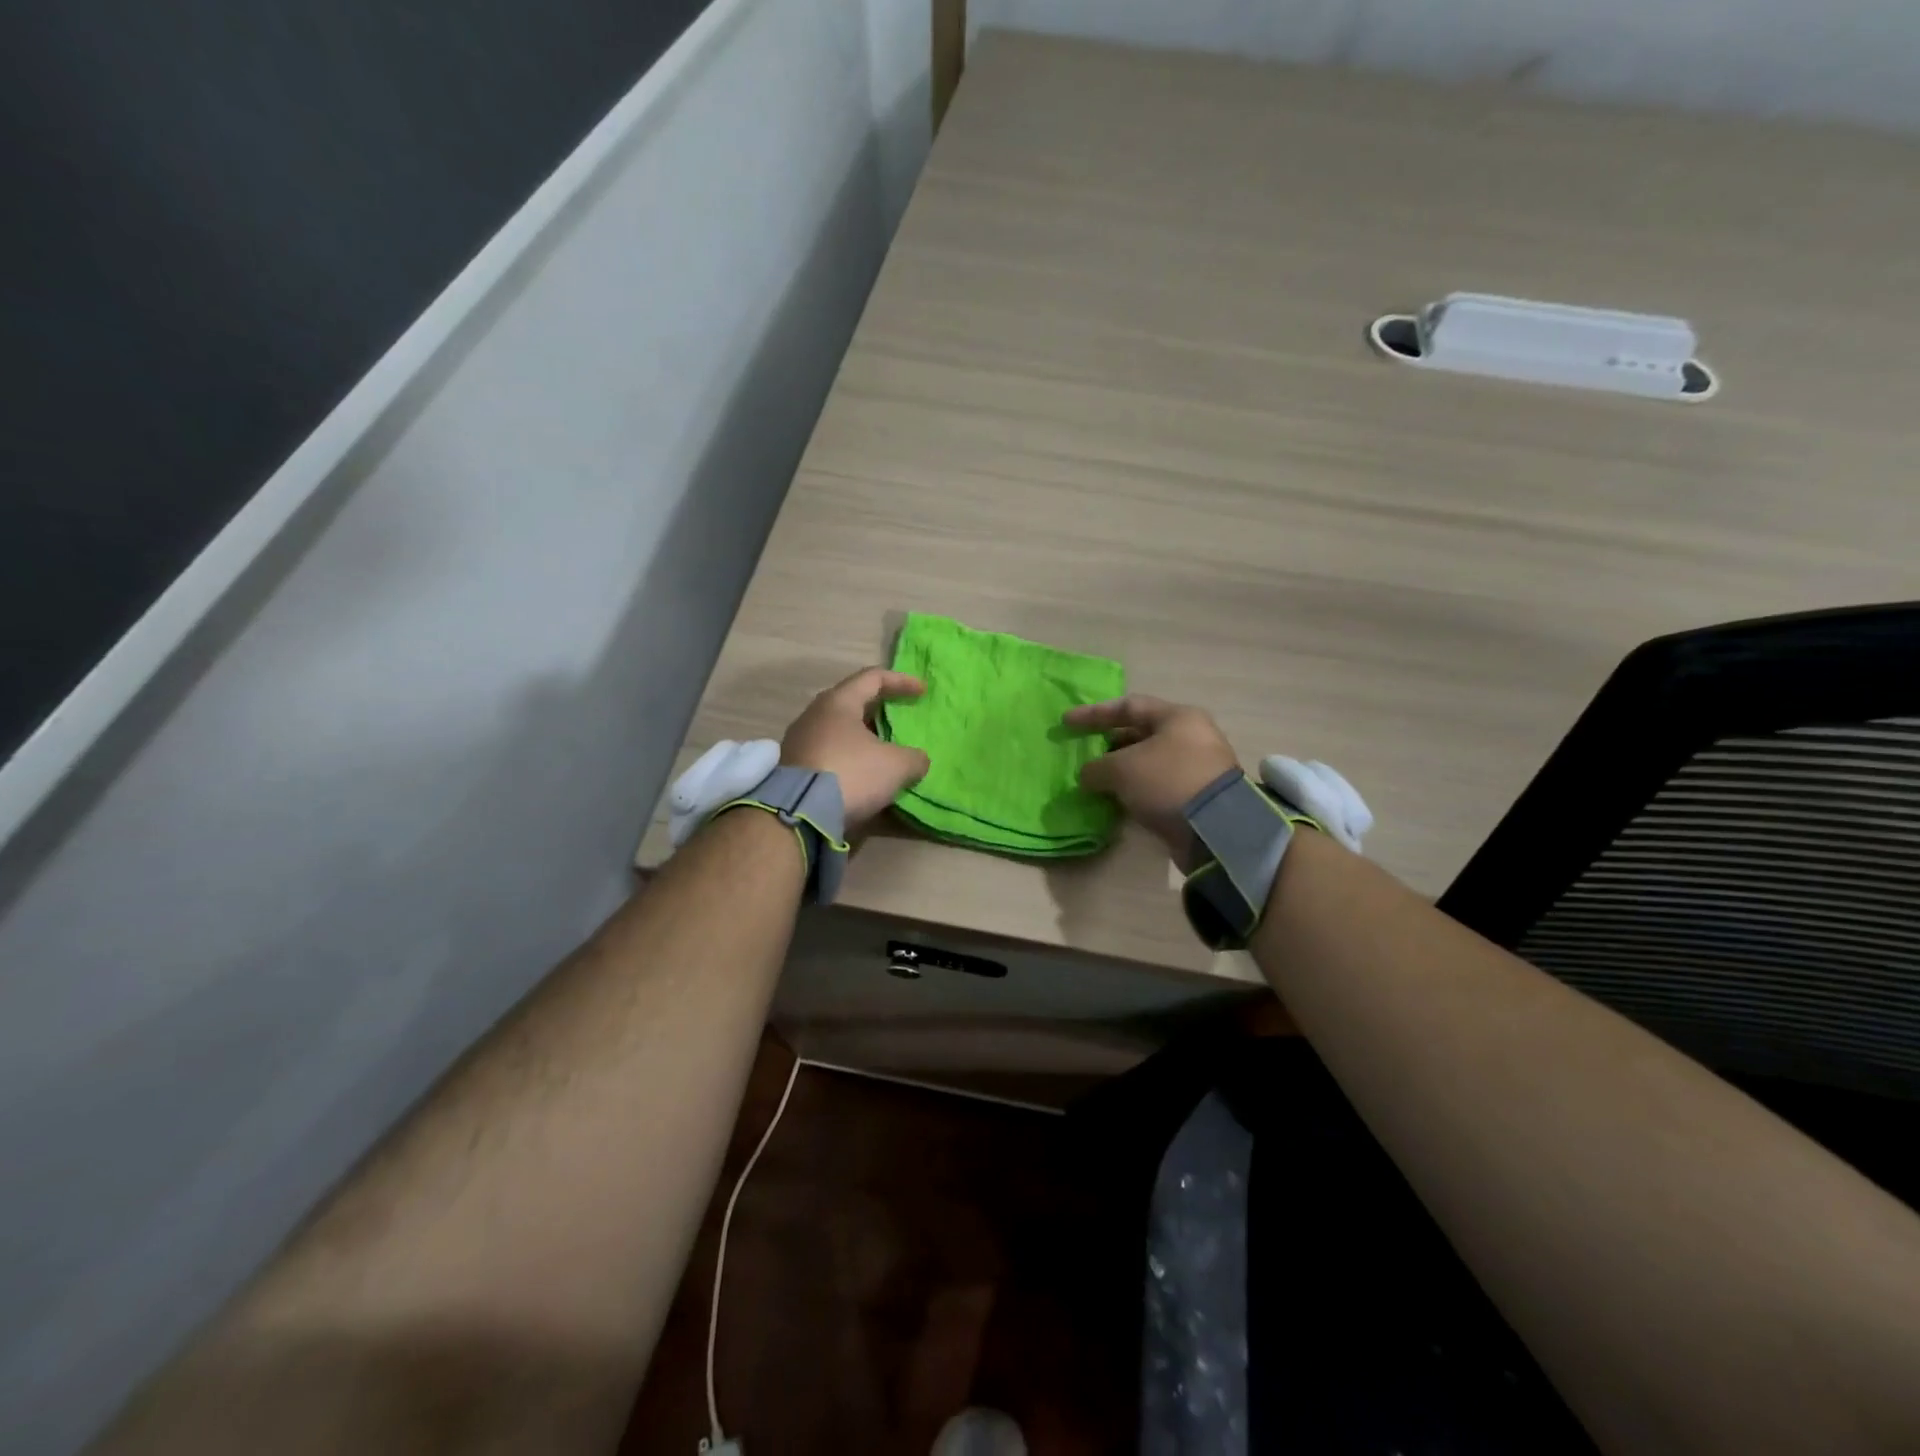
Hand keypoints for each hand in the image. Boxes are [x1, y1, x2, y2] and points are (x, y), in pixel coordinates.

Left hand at [782, 668, 930, 833]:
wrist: (798, 814)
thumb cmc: (851, 774)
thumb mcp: (896, 766)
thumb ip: (914, 758)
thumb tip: (917, 760)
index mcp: (838, 702)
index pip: (873, 678)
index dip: (901, 681)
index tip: (922, 692)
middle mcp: (814, 715)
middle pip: (852, 703)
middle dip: (880, 711)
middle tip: (900, 722)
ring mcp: (799, 741)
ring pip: (838, 731)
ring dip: (863, 739)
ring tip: (883, 754)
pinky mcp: (792, 768)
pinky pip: (828, 754)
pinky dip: (849, 759)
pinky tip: (862, 777)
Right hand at [1064, 694, 1239, 860]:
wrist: (1215, 829)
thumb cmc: (1166, 781)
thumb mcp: (1121, 769)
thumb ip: (1096, 767)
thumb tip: (1088, 775)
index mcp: (1177, 717)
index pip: (1128, 706)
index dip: (1094, 714)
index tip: (1066, 722)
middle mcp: (1191, 736)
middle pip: (1141, 734)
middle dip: (1109, 745)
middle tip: (1085, 756)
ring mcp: (1197, 767)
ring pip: (1149, 762)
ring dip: (1122, 770)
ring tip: (1096, 782)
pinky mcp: (1197, 796)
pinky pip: (1158, 785)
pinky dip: (1136, 790)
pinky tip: (1117, 800)